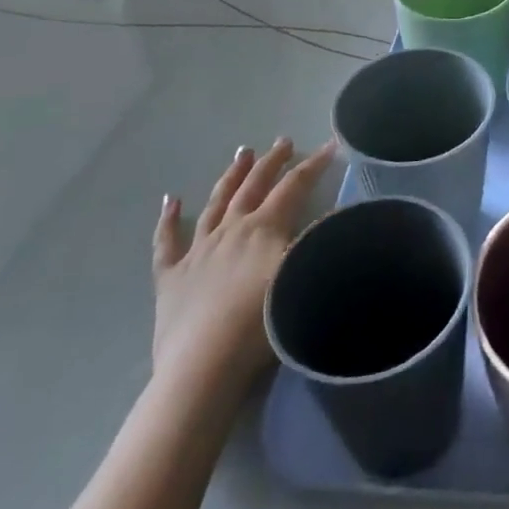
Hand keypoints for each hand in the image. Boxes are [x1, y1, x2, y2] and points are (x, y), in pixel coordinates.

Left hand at [151, 138, 333, 391]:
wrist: (203, 366)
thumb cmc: (261, 323)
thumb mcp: (304, 276)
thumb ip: (321, 242)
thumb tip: (341, 214)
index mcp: (264, 227)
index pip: (294, 186)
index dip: (314, 165)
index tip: (330, 146)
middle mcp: (231, 229)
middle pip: (254, 186)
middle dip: (272, 162)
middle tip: (283, 141)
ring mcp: (197, 251)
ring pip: (215, 203)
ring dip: (230, 177)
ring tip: (242, 154)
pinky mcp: (170, 278)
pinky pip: (167, 242)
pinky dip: (168, 220)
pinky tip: (171, 201)